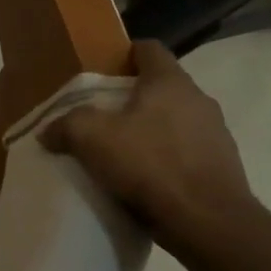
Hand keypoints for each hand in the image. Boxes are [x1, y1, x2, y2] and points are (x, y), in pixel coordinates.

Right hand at [41, 41, 255, 251]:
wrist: (207, 221)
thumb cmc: (149, 164)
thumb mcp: (90, 137)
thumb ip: (65, 125)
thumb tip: (49, 130)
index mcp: (170, 83)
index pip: (149, 49)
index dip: (125, 54)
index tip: (103, 70)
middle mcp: (199, 100)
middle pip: (161, 86)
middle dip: (132, 97)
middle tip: (101, 115)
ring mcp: (216, 133)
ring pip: (175, 119)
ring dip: (150, 129)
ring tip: (121, 150)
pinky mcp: (221, 166)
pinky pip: (185, 150)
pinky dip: (165, 157)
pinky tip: (144, 178)